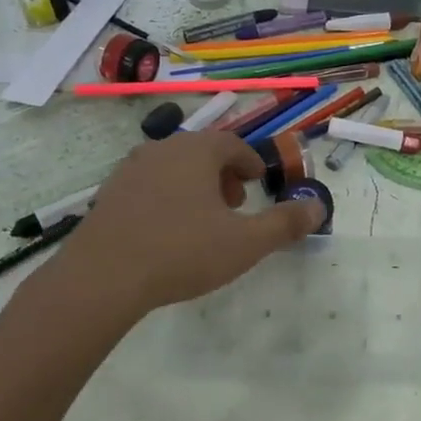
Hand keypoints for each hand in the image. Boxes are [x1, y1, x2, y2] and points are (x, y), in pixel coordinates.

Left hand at [44, 130, 321, 318]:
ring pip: (172, 168)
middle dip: (223, 174)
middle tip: (236, 203)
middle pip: (201, 152)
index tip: (259, 181)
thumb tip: (318, 207)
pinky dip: (167, 198)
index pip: (231, 143)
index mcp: (196, 152)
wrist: (102, 277)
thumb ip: (285, 223)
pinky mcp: (108, 195)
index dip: (250, 161)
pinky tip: (167, 232)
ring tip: (204, 220)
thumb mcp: (245, 243)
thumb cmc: (181, 252)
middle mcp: (161, 150)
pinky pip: (148, 186)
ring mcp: (129, 171)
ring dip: (194, 186)